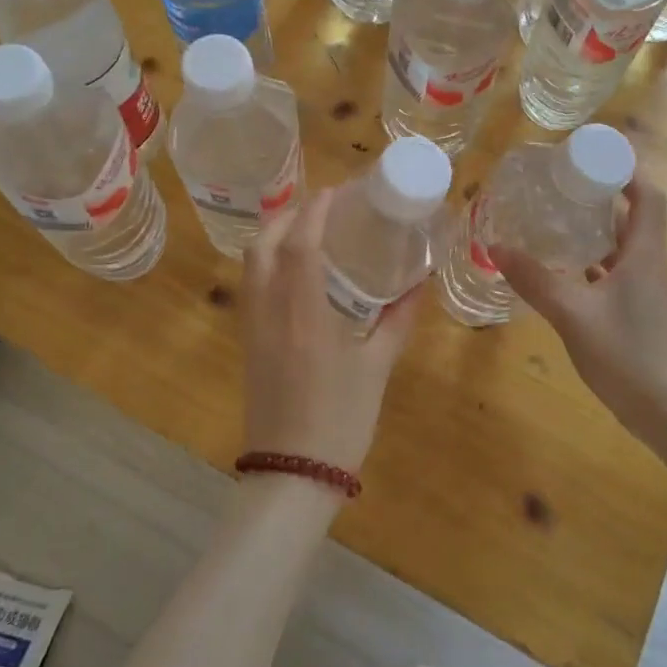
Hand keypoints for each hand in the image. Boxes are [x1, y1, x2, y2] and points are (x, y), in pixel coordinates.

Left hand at [240, 188, 424, 476]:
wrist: (292, 474)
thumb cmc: (341, 420)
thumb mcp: (377, 368)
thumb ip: (397, 321)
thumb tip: (418, 284)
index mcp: (305, 313)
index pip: (301, 244)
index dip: (316, 210)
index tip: (337, 192)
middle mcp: (270, 310)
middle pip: (264, 244)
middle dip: (288, 215)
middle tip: (323, 209)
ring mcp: (253, 326)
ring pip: (251, 263)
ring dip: (274, 236)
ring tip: (309, 232)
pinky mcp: (248, 342)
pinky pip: (251, 285)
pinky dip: (268, 262)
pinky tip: (296, 272)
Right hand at [494, 175, 666, 468]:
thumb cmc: (629, 357)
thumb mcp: (574, 317)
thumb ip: (536, 281)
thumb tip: (497, 247)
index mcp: (645, 254)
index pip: (647, 195)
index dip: (625, 169)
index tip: (590, 156)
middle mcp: (649, 264)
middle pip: (632, 215)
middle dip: (599, 195)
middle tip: (558, 185)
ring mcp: (645, 290)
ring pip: (621, 245)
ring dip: (593, 229)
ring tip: (553, 219)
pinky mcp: (637, 311)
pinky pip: (613, 272)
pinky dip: (590, 262)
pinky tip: (561, 268)